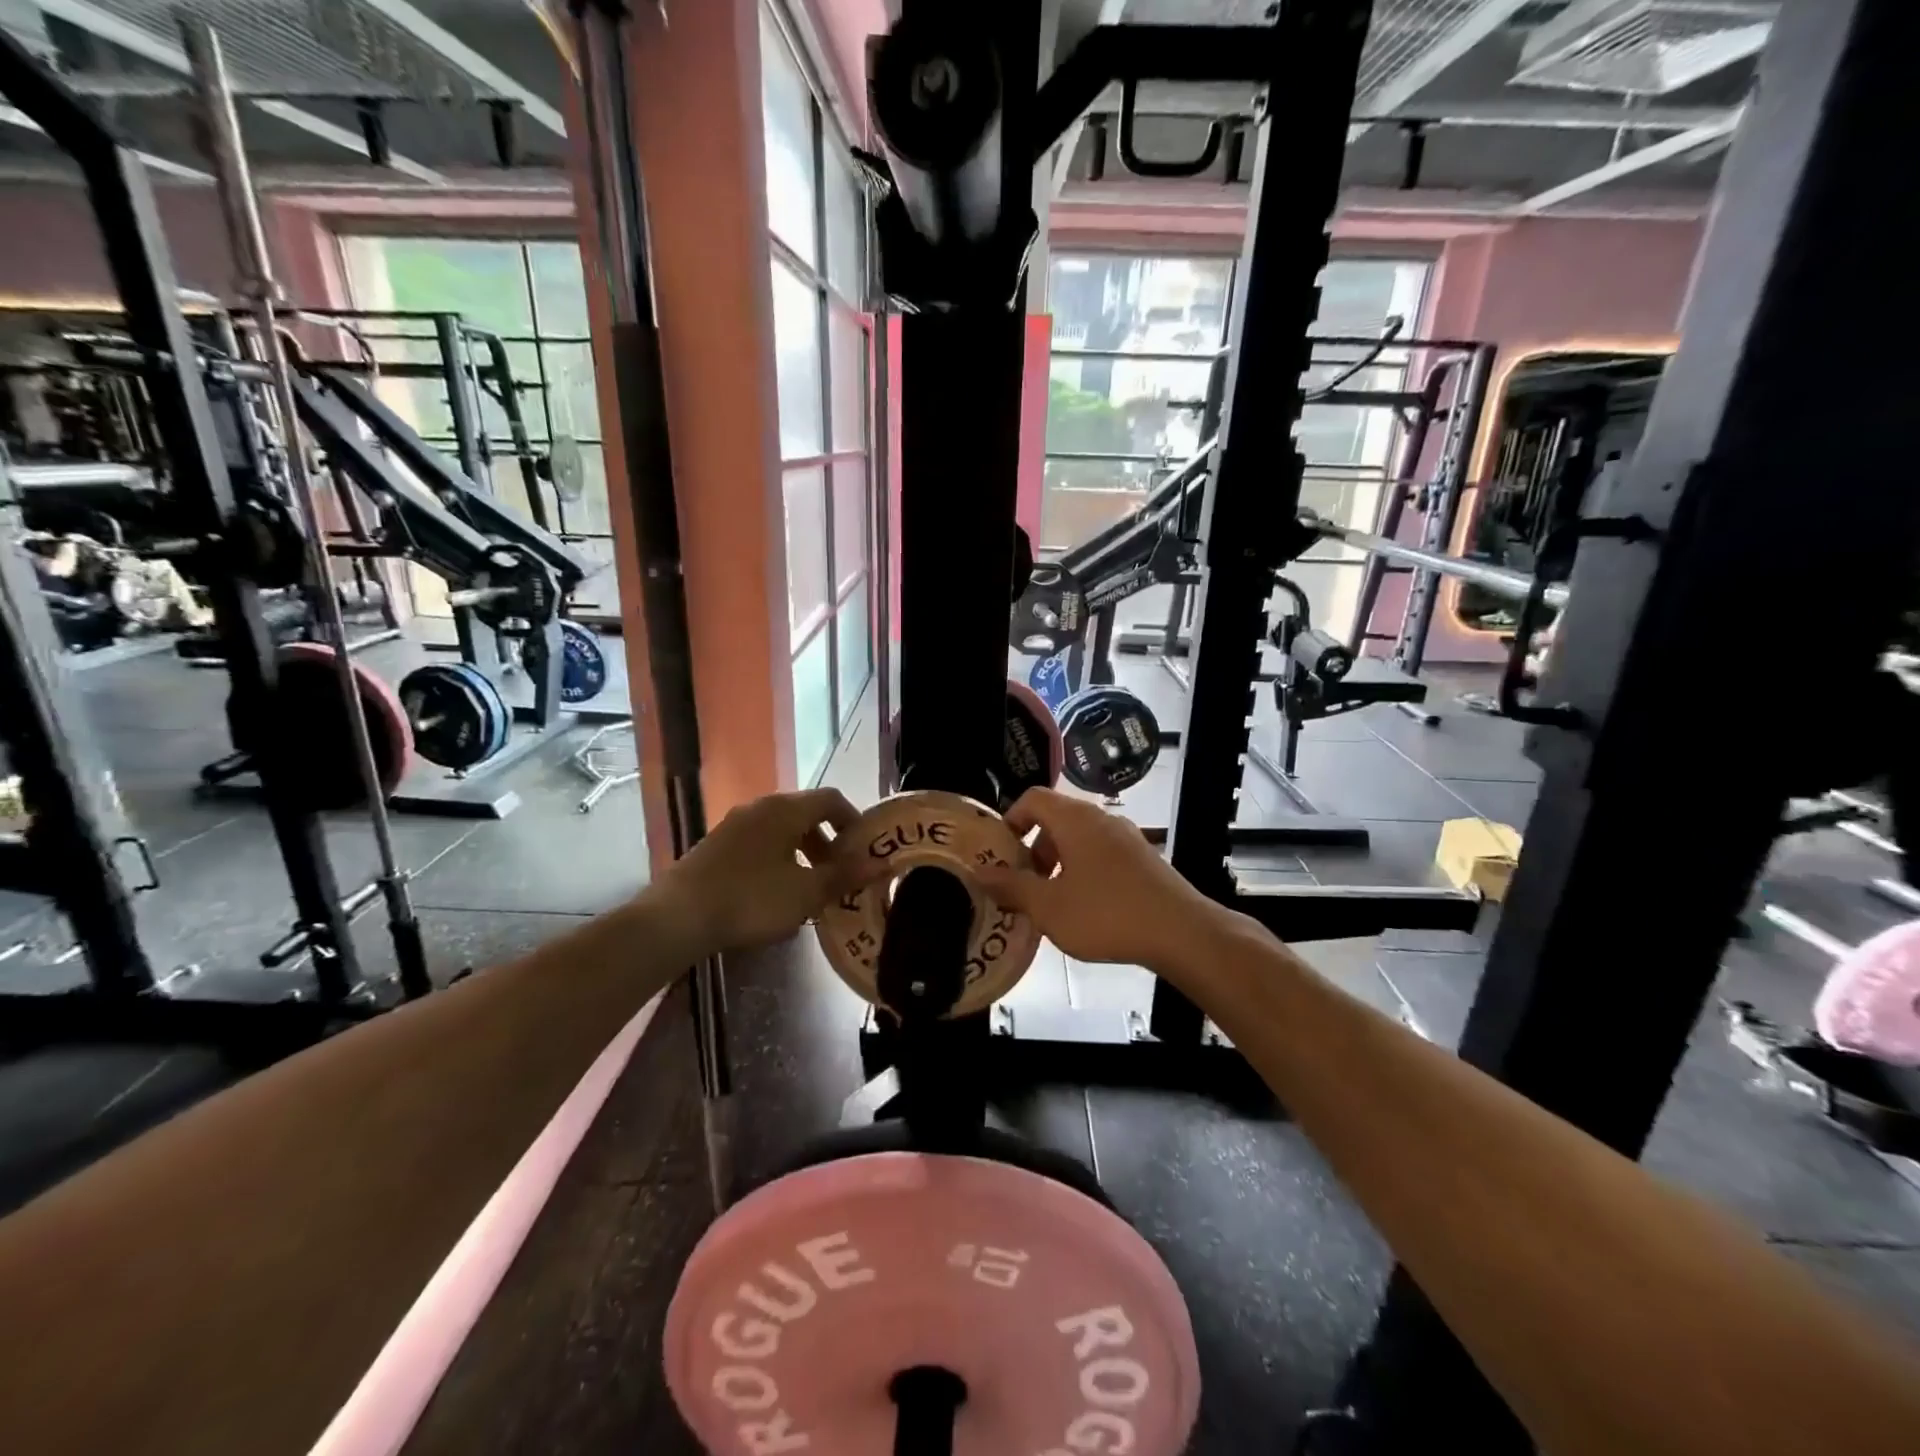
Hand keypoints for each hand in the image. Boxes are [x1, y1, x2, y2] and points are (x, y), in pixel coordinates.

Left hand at [665, 788, 862, 951]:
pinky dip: (778, 859)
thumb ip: (844, 875)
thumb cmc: (751, 899)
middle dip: (829, 842)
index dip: (854, 820)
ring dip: (803, 853)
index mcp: (786, 809)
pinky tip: (774, 893)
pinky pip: (760, 843)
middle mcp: (761, 807)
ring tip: (809, 888)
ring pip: (781, 831)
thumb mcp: (805, 893)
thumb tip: (879, 863)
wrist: (677, 917)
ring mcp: (735, 825)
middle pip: (806, 814)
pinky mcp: (716, 845)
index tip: (864, 850)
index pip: (831, 799)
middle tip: (839, 874)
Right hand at [973, 788, 1232, 973]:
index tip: (1000, 853)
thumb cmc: (1107, 915)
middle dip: (1033, 849)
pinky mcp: (1144, 858)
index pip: (1033, 798)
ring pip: (1080, 838)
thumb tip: (980, 873)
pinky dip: (1084, 870)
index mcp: (1074, 819)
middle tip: (1023, 884)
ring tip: (1052, 901)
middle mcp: (1101, 818)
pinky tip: (1086, 908)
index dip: (1010, 819)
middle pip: (1055, 818)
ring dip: (1058, 862)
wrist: (1181, 932)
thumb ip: (1011, 888)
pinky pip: (1102, 853)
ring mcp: (1127, 837)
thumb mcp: (1049, 907)